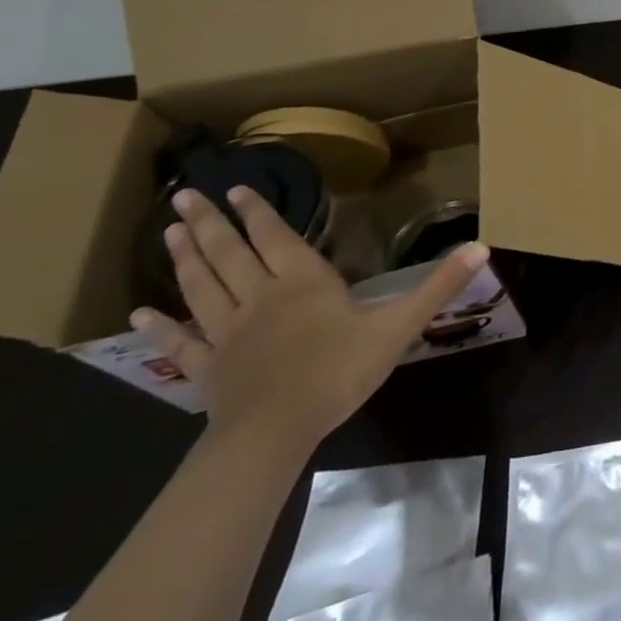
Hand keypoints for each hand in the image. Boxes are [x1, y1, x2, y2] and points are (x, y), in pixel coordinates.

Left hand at [130, 187, 488, 454]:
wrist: (275, 433)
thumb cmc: (338, 371)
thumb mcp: (399, 325)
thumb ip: (438, 286)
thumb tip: (482, 246)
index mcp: (302, 281)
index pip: (275, 236)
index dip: (257, 212)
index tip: (237, 187)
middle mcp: (259, 296)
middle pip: (229, 253)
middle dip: (210, 223)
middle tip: (186, 197)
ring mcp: (227, 333)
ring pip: (202, 287)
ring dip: (185, 258)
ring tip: (170, 232)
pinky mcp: (207, 368)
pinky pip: (180, 343)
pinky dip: (160, 327)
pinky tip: (137, 315)